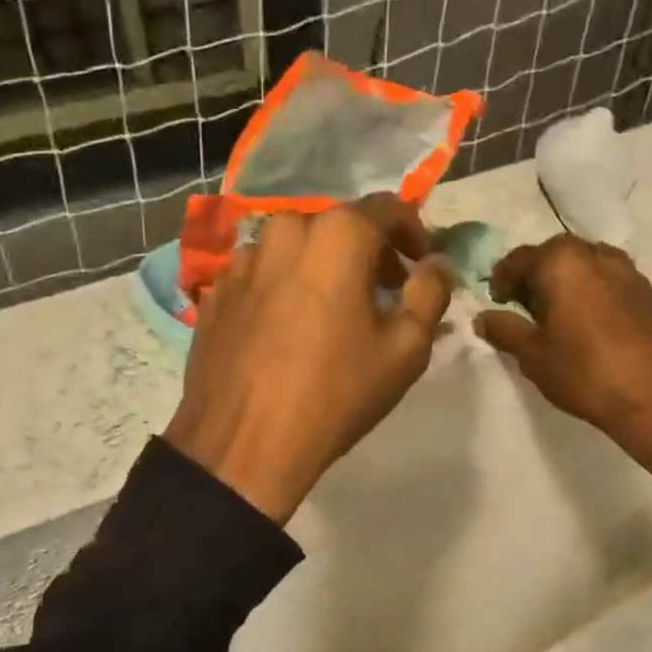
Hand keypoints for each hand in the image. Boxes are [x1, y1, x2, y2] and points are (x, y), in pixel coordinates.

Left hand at [164, 194, 452, 523]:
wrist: (243, 443)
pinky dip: (284, 287)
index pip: (388, 208)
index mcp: (336, 234)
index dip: (413, 232)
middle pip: (338, 226)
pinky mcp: (215, 292)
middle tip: (384, 292)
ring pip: (295, 248)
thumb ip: (430, 293)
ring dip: (322, 267)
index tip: (420, 265)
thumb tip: (436, 264)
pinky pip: (262, 275)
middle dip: (368, 251)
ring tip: (333, 312)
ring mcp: (242, 260)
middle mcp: (284, 230)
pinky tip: (288, 329)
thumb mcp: (405, 349)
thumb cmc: (336, 393)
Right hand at [474, 235, 651, 488]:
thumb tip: (483, 318)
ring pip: (585, 265)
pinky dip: (591, 292)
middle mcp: (595, 255)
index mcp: (562, 262)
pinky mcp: (649, 293)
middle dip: (534, 277)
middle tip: (523, 308)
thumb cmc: (585, 372)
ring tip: (556, 315)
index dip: (501, 279)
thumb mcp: (533, 355)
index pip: (519, 259)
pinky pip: (608, 281)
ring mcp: (628, 271)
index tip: (496, 303)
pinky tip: (588, 324)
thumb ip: (505, 330)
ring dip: (565, 282)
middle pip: (554, 255)